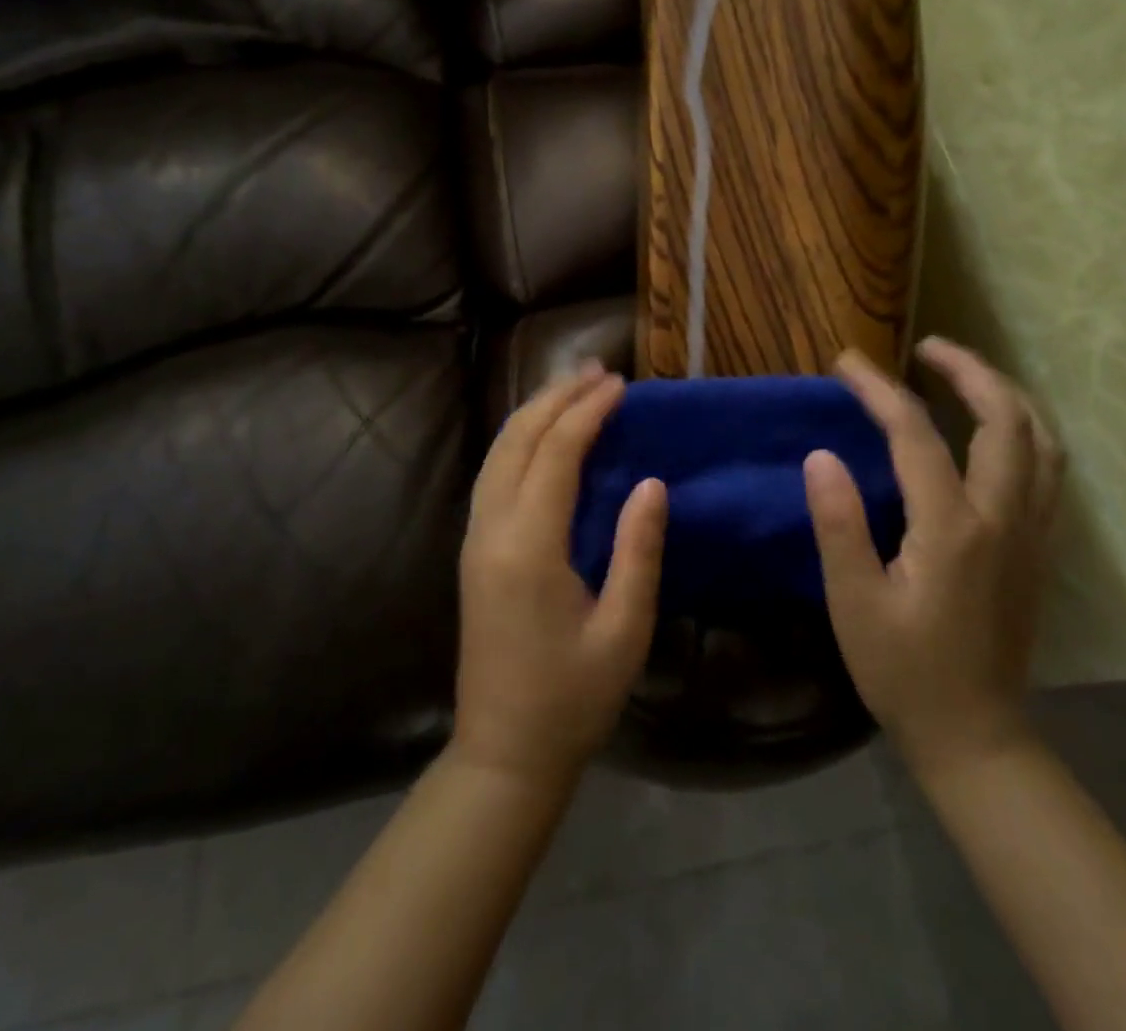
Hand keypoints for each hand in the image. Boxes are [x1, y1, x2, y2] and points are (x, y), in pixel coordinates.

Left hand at [453, 362, 667, 788]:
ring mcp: (475, 539)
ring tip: (572, 389)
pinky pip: (493, 475)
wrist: (504, 753)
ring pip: (498, 453)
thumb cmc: (572, 699)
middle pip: (517, 440)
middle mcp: (491, 530)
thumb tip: (651, 483)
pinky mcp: (474, 551)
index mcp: (528, 547)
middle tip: (597, 372)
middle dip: (556, 397)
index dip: (587, 412)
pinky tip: (544, 436)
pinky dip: (520, 441)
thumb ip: (637, 551)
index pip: (555, 454)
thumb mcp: (623, 631)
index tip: (620, 385)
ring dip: (534, 413)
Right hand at [804, 338, 1063, 777]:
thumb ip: (838, 524)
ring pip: (1040, 440)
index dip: (878, 389)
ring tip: (964, 375)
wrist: (976, 735)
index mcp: (952, 528)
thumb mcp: (854, 602)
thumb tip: (821, 455)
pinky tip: (995, 430)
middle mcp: (1003, 517)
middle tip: (926, 347)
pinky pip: (1046, 469)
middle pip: (1005, 419)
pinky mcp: (1038, 548)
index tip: (846, 362)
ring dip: (1005, 394)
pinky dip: (1024, 430)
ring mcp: (1031, 532)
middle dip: (968, 369)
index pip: (916, 434)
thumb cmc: (903, 670)